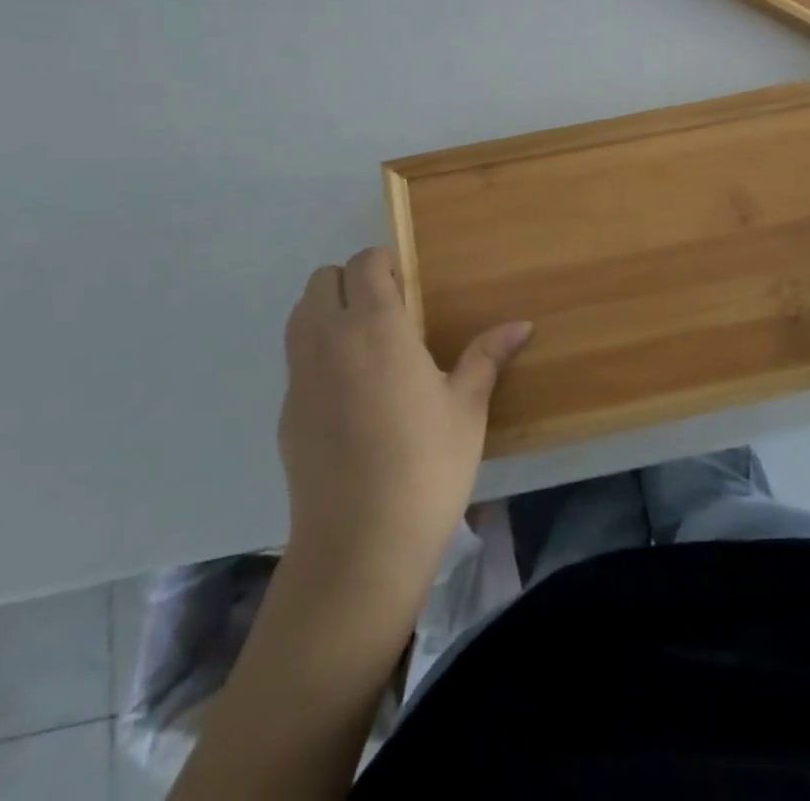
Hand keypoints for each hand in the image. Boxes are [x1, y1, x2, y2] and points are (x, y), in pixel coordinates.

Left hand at [277, 248, 531, 595]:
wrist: (360, 547)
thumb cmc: (426, 466)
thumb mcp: (467, 408)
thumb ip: (487, 356)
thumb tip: (523, 324)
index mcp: (376, 327)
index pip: (363, 263)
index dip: (384, 265)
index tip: (407, 288)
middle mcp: (329, 340)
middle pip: (322, 280)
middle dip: (352, 282)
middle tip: (388, 313)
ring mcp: (300, 377)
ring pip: (300, 315)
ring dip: (328, 312)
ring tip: (366, 345)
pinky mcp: (286, 412)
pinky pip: (296, 360)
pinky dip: (317, 355)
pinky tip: (349, 395)